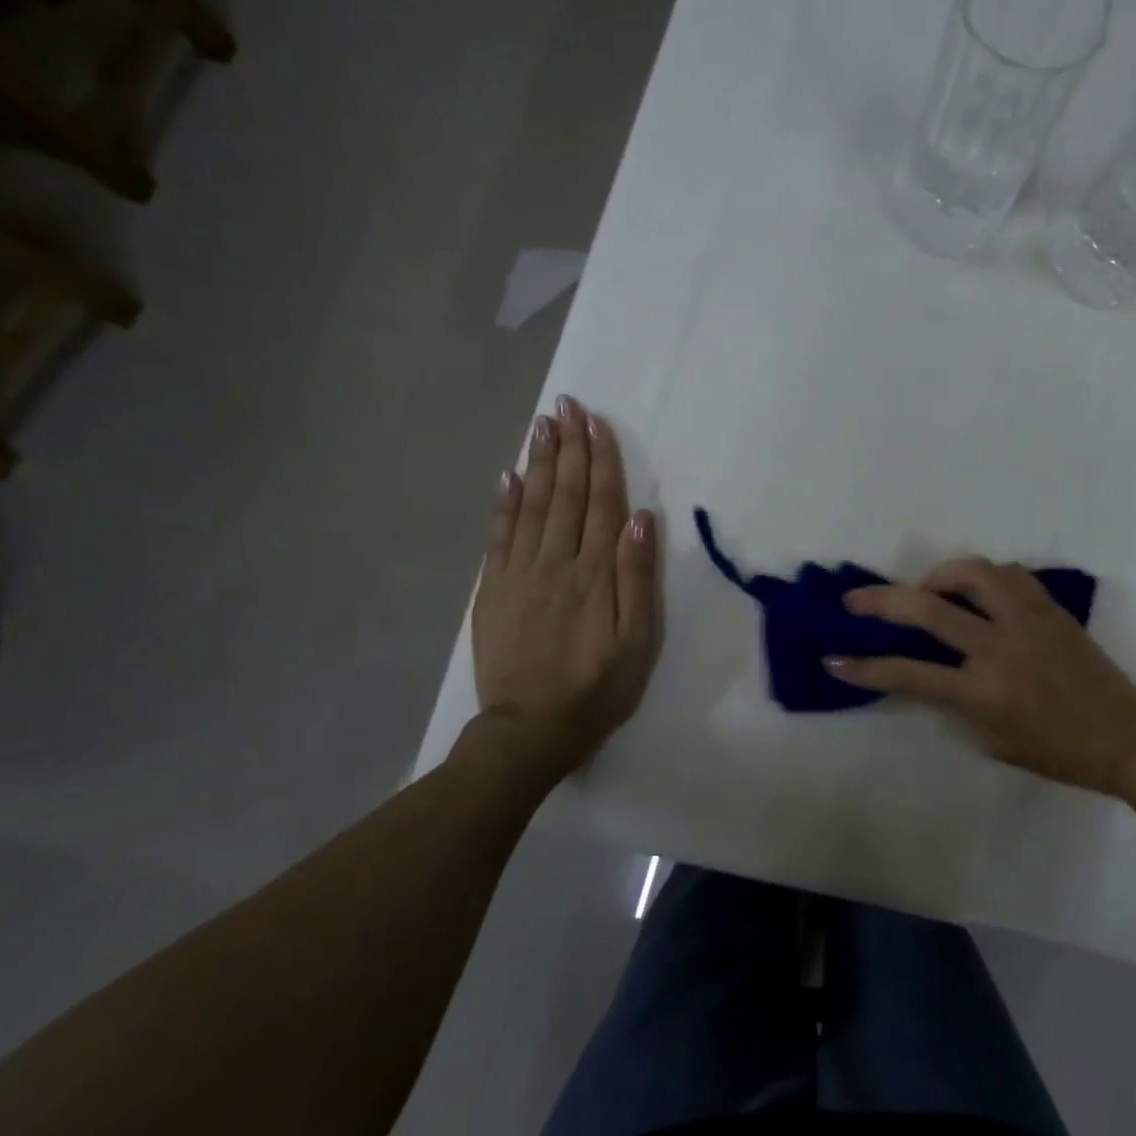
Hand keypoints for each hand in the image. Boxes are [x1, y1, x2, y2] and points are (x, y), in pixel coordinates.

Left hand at [472, 396, 661, 771]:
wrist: (530, 729)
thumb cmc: (597, 688)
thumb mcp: (637, 642)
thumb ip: (638, 578)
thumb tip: (642, 519)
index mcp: (594, 573)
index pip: (600, 503)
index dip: (601, 460)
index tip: (597, 422)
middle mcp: (556, 563)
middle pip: (564, 494)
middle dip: (568, 447)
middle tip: (565, 405)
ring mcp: (519, 574)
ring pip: (531, 506)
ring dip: (538, 463)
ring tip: (542, 425)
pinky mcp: (494, 591)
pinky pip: (499, 537)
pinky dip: (504, 503)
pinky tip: (509, 476)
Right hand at [827, 559, 1135, 795]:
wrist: (1125, 735)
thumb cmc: (1059, 751)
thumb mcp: (995, 740)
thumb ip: (958, 705)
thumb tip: (934, 675)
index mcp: (983, 691)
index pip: (909, 674)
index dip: (865, 668)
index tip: (835, 659)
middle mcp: (999, 647)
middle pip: (928, 610)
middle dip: (882, 601)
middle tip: (856, 599)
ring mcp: (1027, 620)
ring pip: (973, 573)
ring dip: (938, 574)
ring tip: (927, 587)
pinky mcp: (1049, 607)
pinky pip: (1009, 575)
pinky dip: (982, 576)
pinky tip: (975, 589)